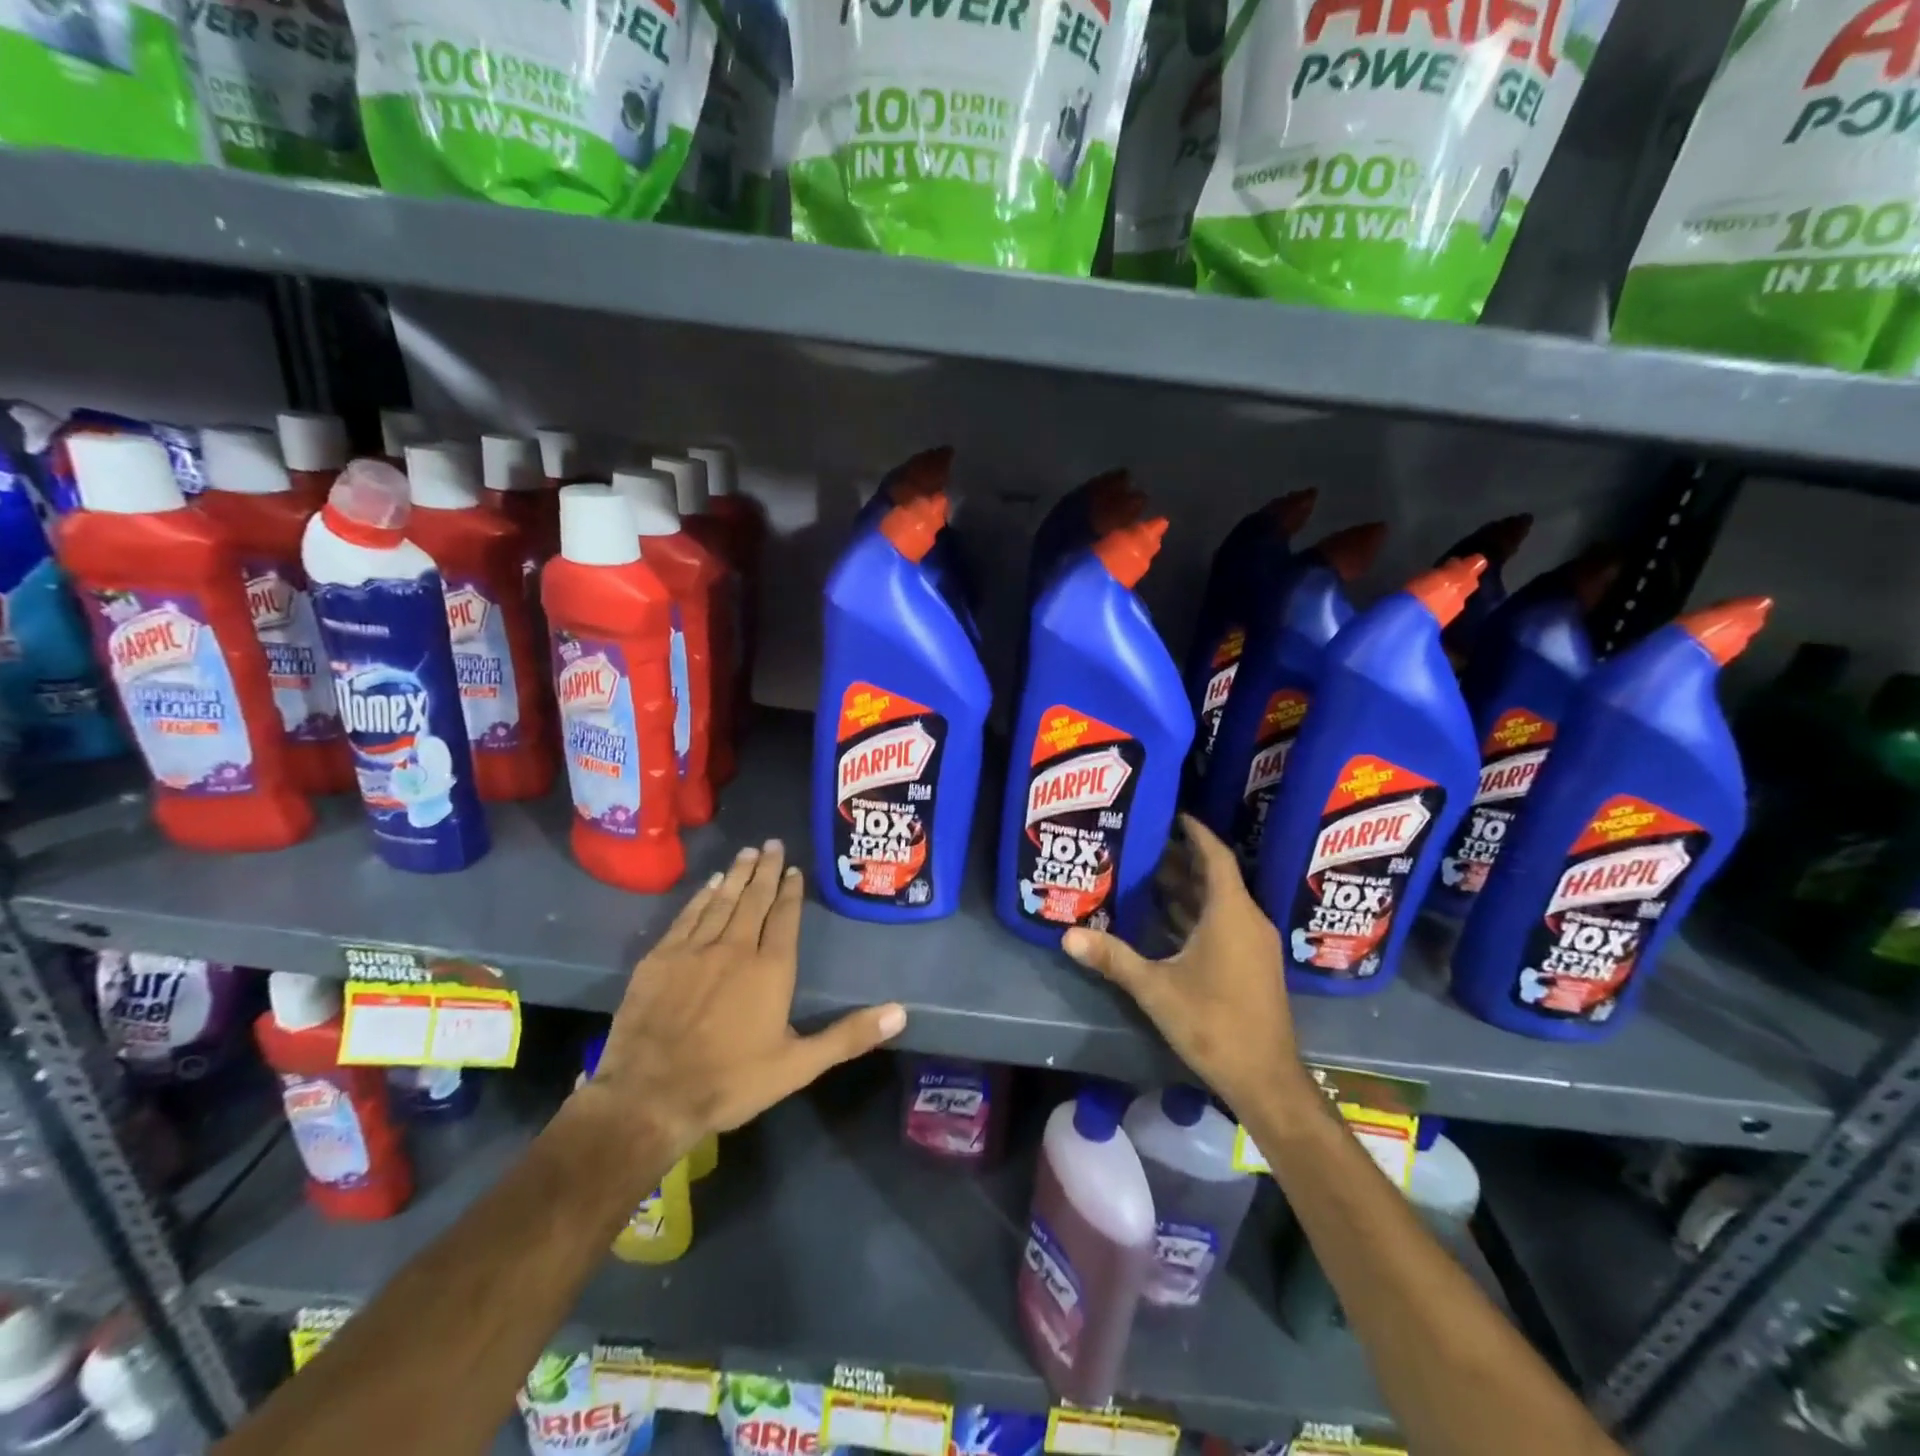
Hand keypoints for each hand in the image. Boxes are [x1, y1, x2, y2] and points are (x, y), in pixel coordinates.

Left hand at [582, 839, 907, 1157]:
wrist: (650, 1096)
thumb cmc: (731, 1081)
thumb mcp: (798, 1066)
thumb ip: (848, 1036)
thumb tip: (901, 1013)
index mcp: (771, 968)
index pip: (785, 917)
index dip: (791, 891)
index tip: (795, 869)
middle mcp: (735, 947)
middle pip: (754, 899)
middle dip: (765, 870)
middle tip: (772, 843)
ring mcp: (695, 949)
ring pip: (722, 901)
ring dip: (737, 875)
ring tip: (747, 852)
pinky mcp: (660, 958)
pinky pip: (687, 916)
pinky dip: (702, 896)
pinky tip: (710, 884)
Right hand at [1063, 815, 1312, 1121]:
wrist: (1264, 1078)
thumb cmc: (1213, 1023)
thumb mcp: (1156, 988)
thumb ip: (1113, 958)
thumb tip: (1067, 935)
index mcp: (1230, 913)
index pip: (1215, 856)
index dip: (1195, 832)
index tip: (1171, 813)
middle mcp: (1247, 920)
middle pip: (1214, 877)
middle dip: (1180, 859)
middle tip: (1142, 844)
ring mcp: (1252, 944)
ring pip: (1218, 902)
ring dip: (1186, 888)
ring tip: (1145, 874)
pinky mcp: (1251, 964)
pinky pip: (1222, 923)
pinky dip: (1195, 914)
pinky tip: (1165, 919)